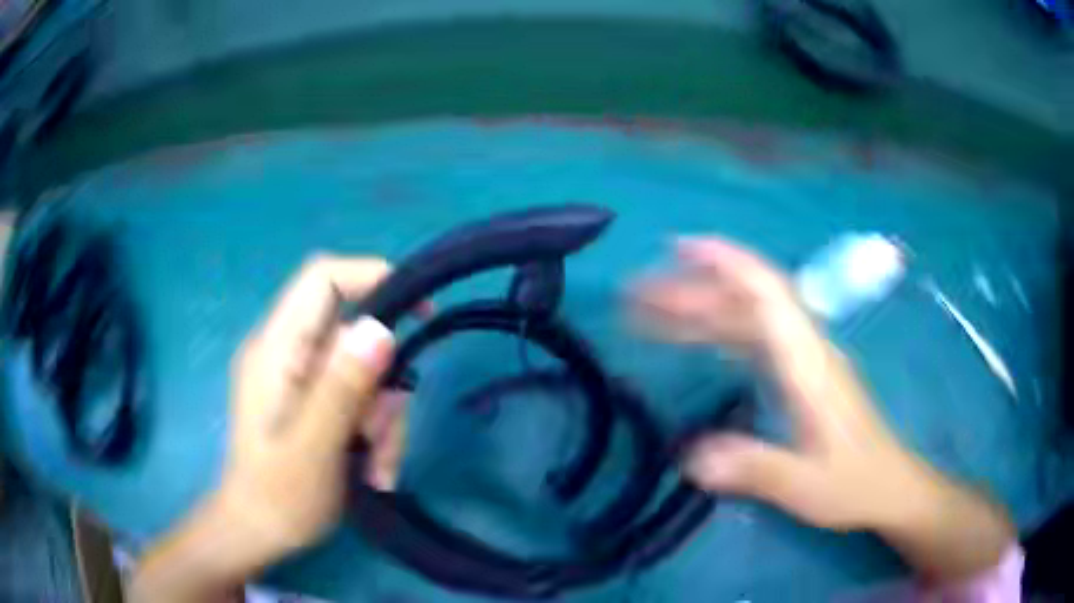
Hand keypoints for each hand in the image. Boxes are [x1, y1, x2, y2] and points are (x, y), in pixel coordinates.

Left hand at [220, 255, 402, 556]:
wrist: (257, 533)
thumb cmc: (278, 497)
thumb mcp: (314, 448)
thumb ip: (341, 388)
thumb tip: (380, 328)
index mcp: (276, 349)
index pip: (322, 278)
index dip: (371, 276)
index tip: (417, 313)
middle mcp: (287, 352)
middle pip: (355, 337)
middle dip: (380, 387)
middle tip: (378, 437)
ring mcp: (299, 377)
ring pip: (364, 374)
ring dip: (381, 421)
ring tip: (375, 469)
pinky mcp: (310, 400)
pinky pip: (357, 399)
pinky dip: (373, 432)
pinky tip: (371, 471)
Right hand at [631, 237, 1013, 581]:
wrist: (890, 485)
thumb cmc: (855, 483)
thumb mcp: (806, 486)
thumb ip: (756, 469)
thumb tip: (691, 457)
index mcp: (811, 363)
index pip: (768, 294)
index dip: (727, 263)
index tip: (680, 249)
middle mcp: (807, 348)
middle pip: (748, 300)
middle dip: (693, 289)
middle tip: (638, 296)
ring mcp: (805, 359)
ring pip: (748, 317)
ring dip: (701, 308)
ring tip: (651, 314)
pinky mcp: (802, 373)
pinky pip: (754, 338)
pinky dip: (719, 331)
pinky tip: (694, 340)